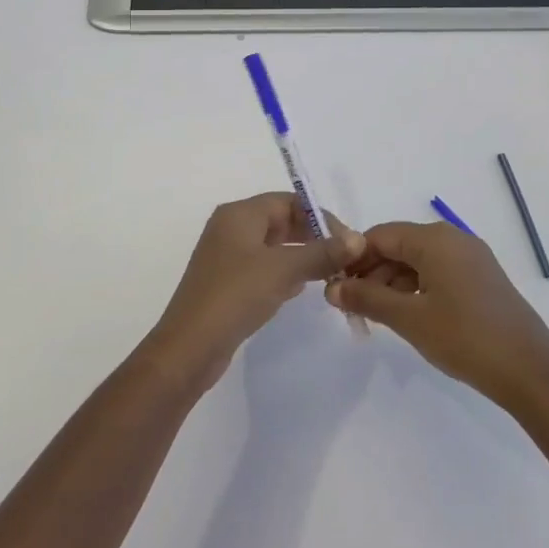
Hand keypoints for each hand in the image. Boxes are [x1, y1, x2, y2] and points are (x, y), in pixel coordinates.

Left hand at [146, 193, 362, 391]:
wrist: (190, 347)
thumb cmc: (236, 295)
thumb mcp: (284, 270)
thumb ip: (322, 252)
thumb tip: (358, 238)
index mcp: (239, 214)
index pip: (288, 201)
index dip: (320, 217)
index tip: (347, 240)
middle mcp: (230, 228)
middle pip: (280, 221)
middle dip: (312, 237)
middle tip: (342, 258)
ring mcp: (226, 256)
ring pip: (273, 246)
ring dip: (300, 256)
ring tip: (327, 273)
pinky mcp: (227, 282)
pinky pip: (263, 267)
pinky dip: (284, 273)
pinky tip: (299, 289)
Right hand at [327, 221, 548, 408]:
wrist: (530, 372)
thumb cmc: (465, 338)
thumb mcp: (409, 319)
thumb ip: (367, 299)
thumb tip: (331, 288)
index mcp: (435, 239)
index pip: (380, 235)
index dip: (353, 258)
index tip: (334, 286)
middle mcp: (453, 239)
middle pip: (399, 246)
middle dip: (371, 272)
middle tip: (350, 306)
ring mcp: (471, 258)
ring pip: (418, 261)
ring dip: (392, 283)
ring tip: (374, 316)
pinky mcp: (482, 278)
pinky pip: (438, 272)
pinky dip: (416, 288)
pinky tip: (406, 315)